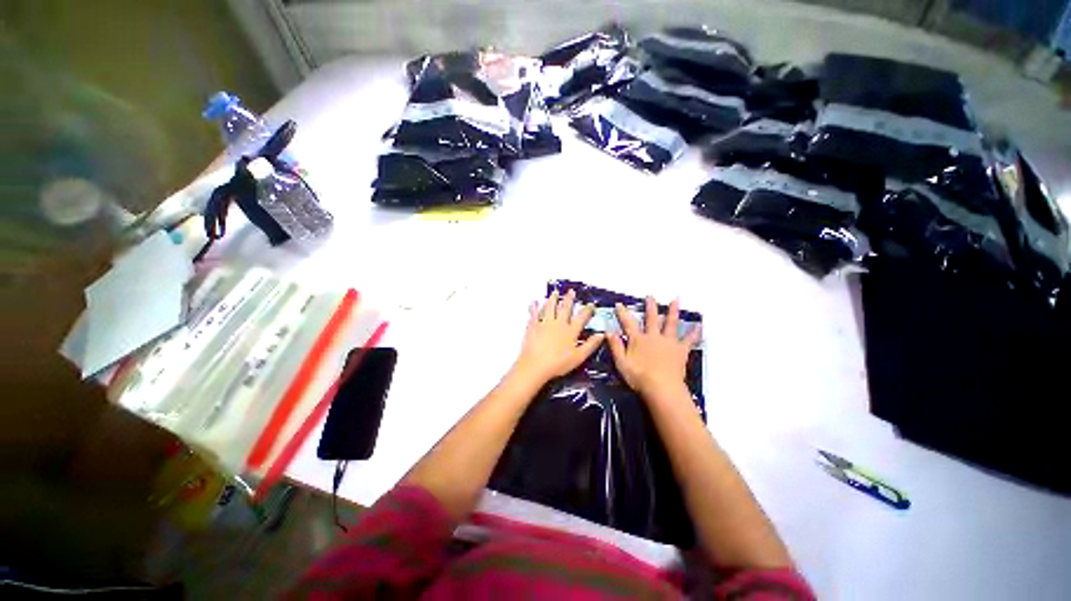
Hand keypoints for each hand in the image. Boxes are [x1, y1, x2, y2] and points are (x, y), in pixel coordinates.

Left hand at [513, 289, 603, 384]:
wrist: (536, 365)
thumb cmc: (558, 363)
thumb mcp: (579, 357)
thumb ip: (591, 345)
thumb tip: (601, 335)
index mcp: (570, 331)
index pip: (581, 317)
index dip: (587, 310)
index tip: (590, 304)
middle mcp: (558, 324)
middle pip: (565, 308)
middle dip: (569, 299)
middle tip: (571, 291)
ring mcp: (545, 323)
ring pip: (550, 307)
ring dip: (553, 299)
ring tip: (555, 293)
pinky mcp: (533, 326)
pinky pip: (534, 314)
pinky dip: (534, 307)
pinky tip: (534, 302)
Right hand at [607, 296, 700, 397]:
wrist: (662, 388)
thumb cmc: (639, 377)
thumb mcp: (621, 363)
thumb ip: (615, 347)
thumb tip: (608, 332)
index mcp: (638, 340)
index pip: (628, 323)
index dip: (623, 313)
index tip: (619, 304)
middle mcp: (653, 337)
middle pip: (651, 318)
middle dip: (650, 306)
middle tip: (650, 295)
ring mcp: (668, 342)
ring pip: (671, 323)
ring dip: (673, 311)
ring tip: (676, 299)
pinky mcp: (680, 350)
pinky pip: (688, 339)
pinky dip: (694, 332)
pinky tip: (699, 326)